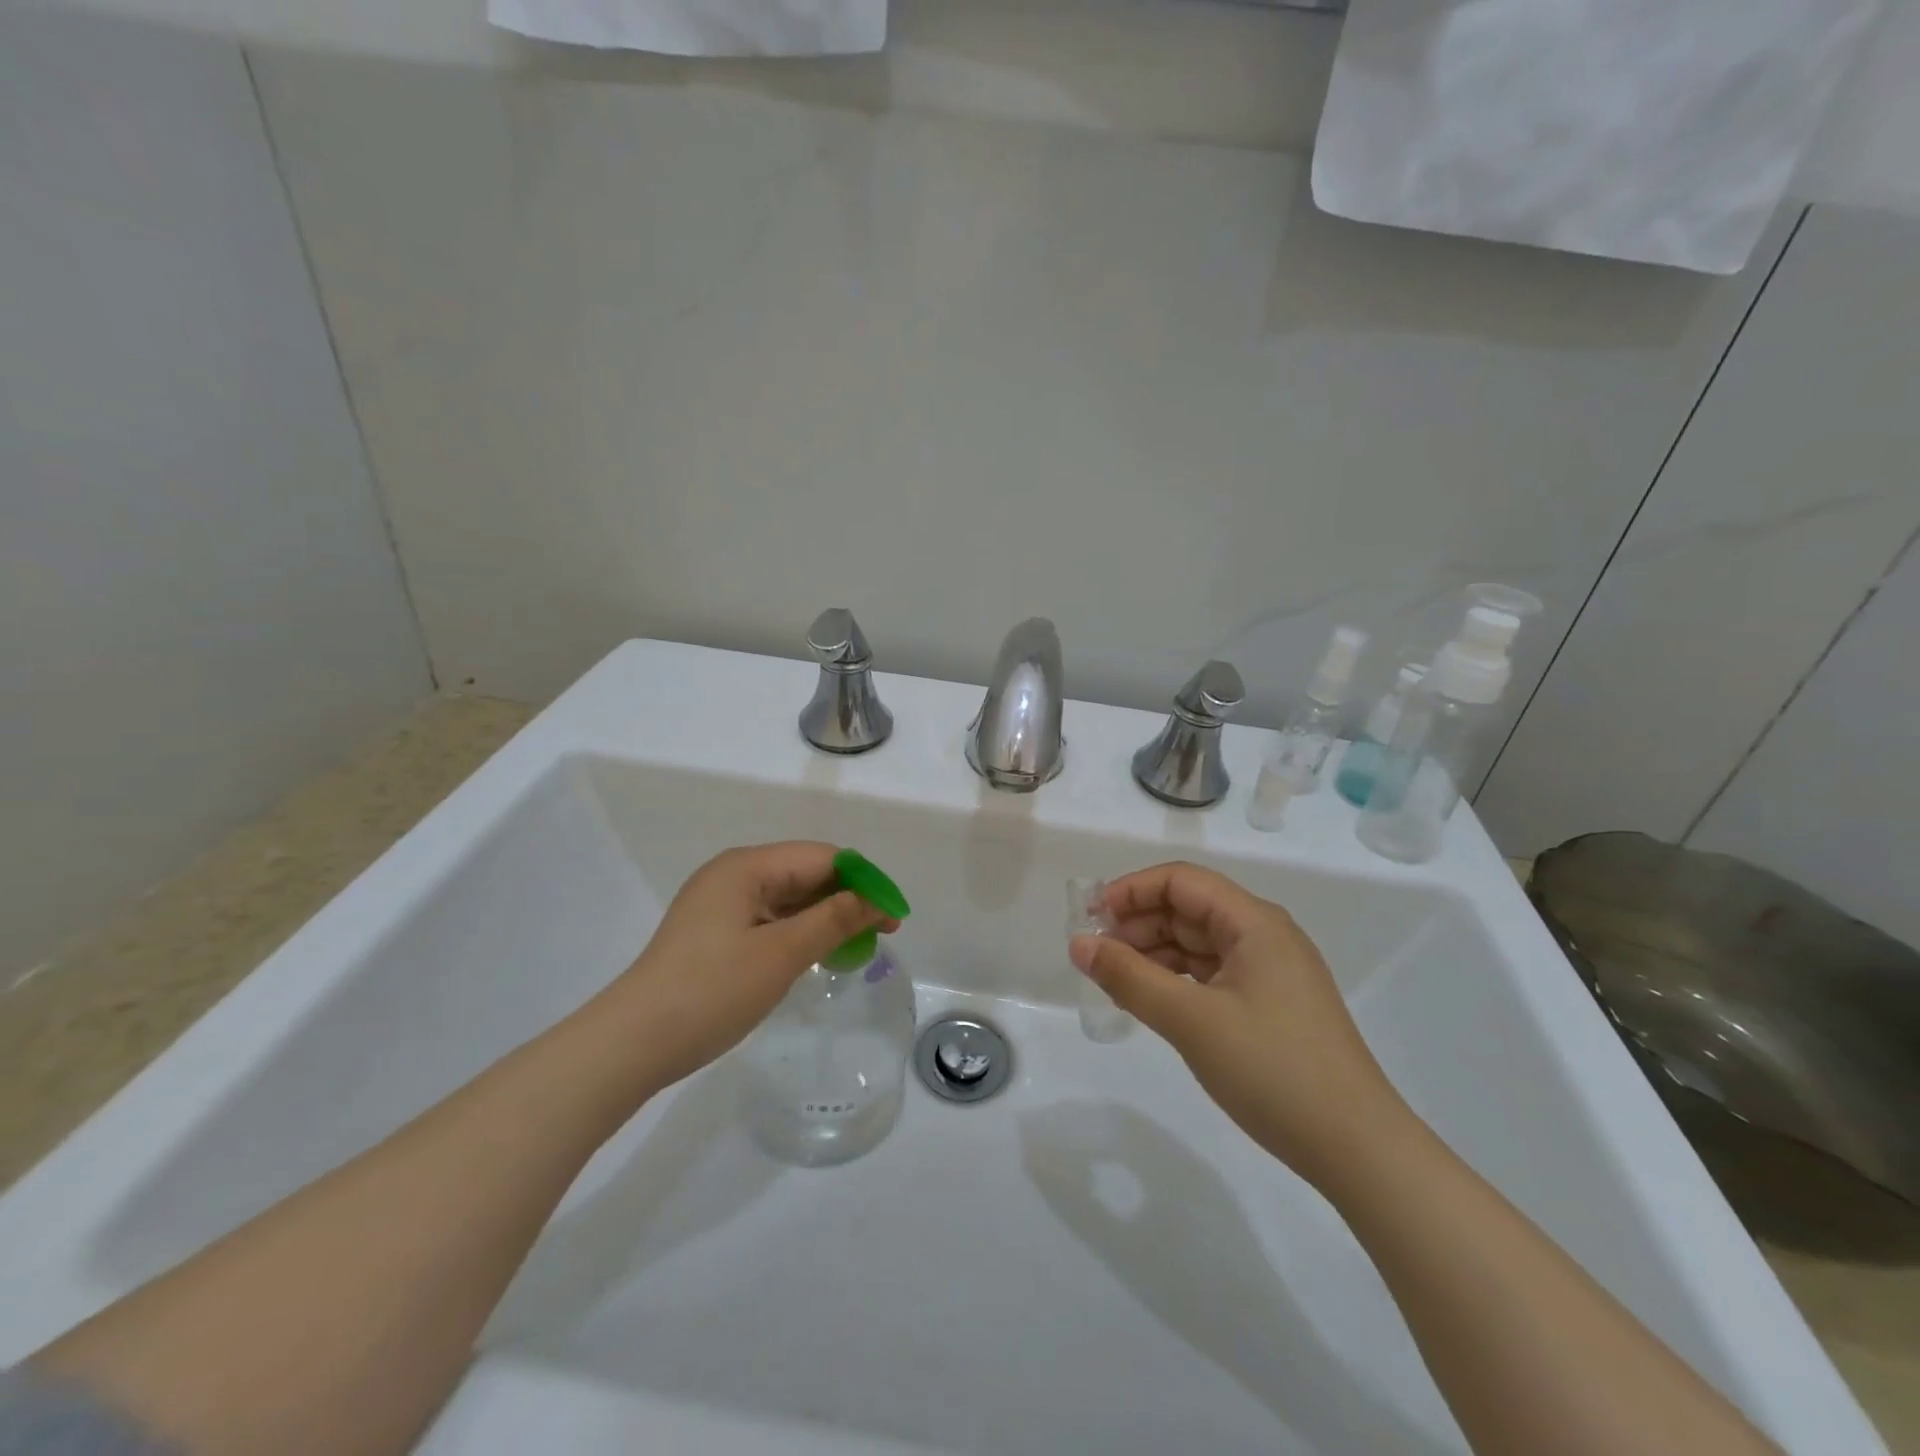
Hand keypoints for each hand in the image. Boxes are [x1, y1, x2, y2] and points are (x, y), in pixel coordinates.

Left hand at [612, 842, 897, 1093]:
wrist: (632, 1044)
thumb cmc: (711, 991)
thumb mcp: (781, 954)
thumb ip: (834, 920)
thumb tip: (877, 900)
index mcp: (746, 866)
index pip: (821, 857)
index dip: (863, 880)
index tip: (894, 913)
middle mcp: (733, 875)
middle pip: (805, 874)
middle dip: (847, 898)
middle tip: (883, 932)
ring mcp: (721, 904)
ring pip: (788, 898)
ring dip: (825, 917)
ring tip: (858, 945)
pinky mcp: (715, 932)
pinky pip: (770, 919)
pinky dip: (799, 932)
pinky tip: (819, 953)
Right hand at [1070, 861, 1408, 1186]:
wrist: (1358, 1150)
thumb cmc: (1272, 1070)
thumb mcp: (1190, 1020)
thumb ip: (1128, 977)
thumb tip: (1079, 944)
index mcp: (1254, 922)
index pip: (1181, 881)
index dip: (1131, 891)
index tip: (1090, 917)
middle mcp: (1265, 936)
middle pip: (1189, 909)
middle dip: (1138, 924)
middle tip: (1094, 954)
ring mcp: (1271, 972)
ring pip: (1198, 944)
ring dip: (1154, 954)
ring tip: (1114, 980)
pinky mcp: (1272, 1006)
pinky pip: (1212, 975)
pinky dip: (1177, 981)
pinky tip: (1152, 1001)